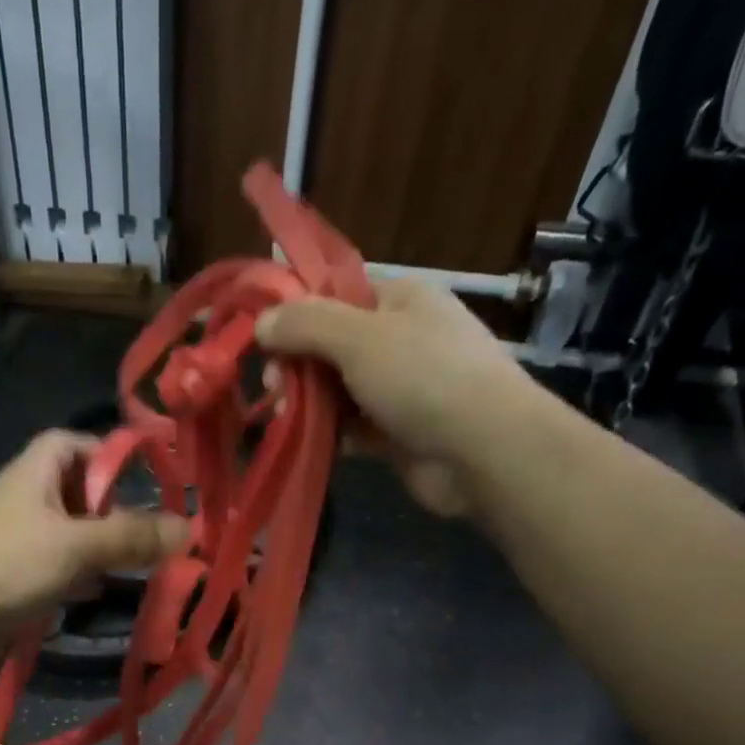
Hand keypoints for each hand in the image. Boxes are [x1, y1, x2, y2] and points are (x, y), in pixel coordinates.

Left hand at [0, 429, 186, 634]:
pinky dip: (79, 576)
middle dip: (113, 511)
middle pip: (77, 491)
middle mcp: (24, 498)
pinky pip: (56, 567)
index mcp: (33, 472)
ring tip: (135, 566)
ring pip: (70, 533)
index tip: (143, 480)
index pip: (72, 443)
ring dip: (100, 548)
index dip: (107, 455)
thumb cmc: (7, 566)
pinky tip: (97, 593)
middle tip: (147, 535)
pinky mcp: (14, 576)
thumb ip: (132, 537)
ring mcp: (17, 539)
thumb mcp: (76, 546)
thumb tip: (189, 528)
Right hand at [256, 278, 529, 516]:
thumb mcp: (359, 337)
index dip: (297, 310)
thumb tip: (262, 321)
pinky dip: (328, 433)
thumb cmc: (424, 377)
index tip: (263, 337)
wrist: (483, 450)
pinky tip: (304, 441)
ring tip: (281, 416)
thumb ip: (306, 324)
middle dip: (297, 364)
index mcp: (401, 299)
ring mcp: (401, 389)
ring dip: (307, 402)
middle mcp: (401, 339)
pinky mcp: (397, 434)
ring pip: (338, 389)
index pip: (338, 293)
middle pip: (332, 344)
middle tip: (272, 386)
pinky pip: (352, 427)